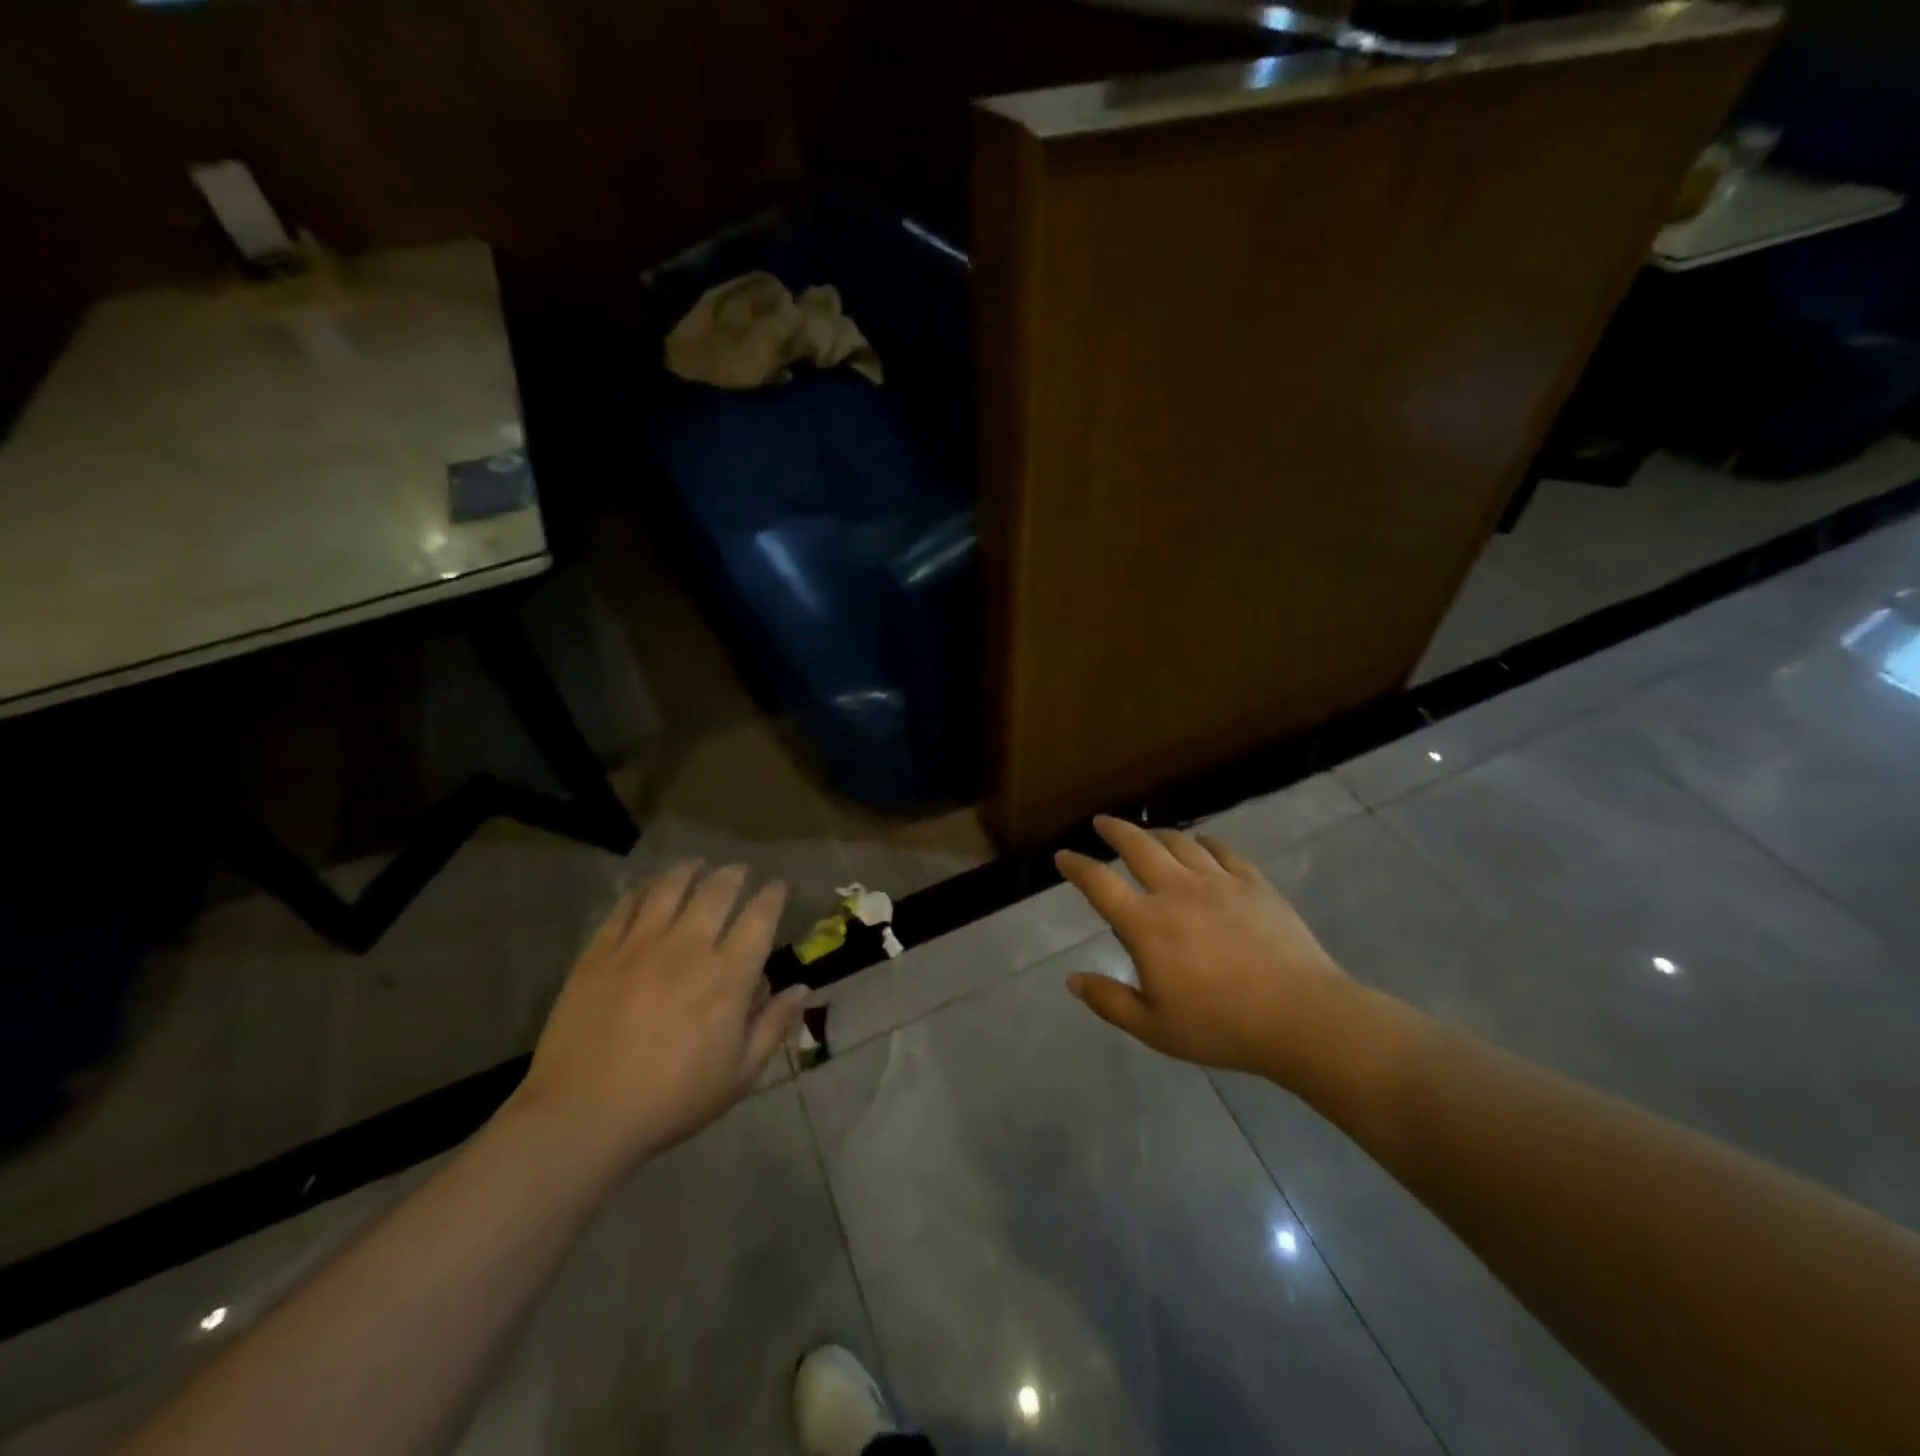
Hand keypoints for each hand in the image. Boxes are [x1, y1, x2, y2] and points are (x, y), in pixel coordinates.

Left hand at [513, 863, 807, 1165]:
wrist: (582, 1115)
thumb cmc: (671, 1101)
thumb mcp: (738, 1076)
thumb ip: (773, 1026)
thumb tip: (802, 988)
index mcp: (728, 977)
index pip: (759, 918)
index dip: (772, 896)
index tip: (777, 887)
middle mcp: (688, 948)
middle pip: (716, 891)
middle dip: (734, 875)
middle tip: (739, 870)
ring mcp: (640, 945)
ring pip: (670, 888)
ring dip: (689, 871)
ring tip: (696, 864)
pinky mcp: (600, 952)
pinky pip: (625, 906)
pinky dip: (642, 889)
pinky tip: (648, 887)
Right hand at [1056, 817, 1355, 1085]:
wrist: (1300, 1016)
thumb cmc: (1221, 1026)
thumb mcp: (1154, 1027)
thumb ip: (1109, 1001)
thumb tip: (1073, 979)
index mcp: (1147, 924)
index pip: (1100, 883)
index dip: (1077, 866)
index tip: (1063, 856)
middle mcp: (1177, 891)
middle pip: (1138, 846)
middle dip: (1116, 830)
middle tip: (1103, 822)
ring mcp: (1218, 882)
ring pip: (1180, 843)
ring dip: (1157, 833)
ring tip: (1148, 833)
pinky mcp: (1254, 884)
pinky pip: (1223, 851)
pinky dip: (1205, 842)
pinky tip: (1202, 842)